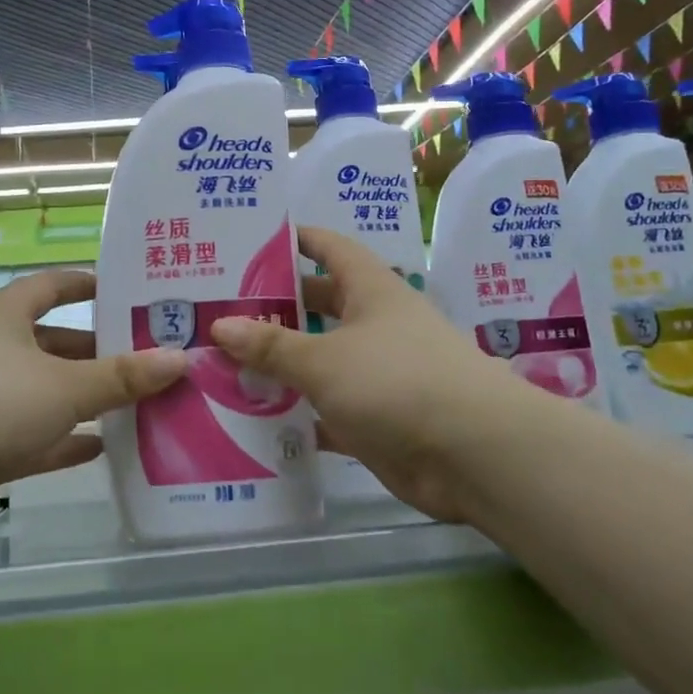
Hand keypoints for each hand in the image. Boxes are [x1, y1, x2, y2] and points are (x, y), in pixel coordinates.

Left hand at [0, 269, 185, 545]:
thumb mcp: (65, 386)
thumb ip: (122, 376)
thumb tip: (180, 358)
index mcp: (3, 317)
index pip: (49, 286)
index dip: (84, 283)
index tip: (123, 288)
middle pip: (52, 343)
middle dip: (96, 351)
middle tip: (147, 357)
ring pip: (43, 391)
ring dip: (84, 398)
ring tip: (136, 402)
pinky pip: (31, 435)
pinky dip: (62, 439)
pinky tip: (100, 448)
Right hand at [210, 226, 514, 522]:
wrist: (474, 454)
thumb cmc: (397, 381)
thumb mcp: (324, 359)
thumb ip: (271, 345)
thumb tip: (218, 325)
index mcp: (370, 289)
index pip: (328, 247)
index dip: (294, 240)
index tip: (249, 240)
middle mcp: (375, 324)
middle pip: (318, 305)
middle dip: (275, 307)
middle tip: (218, 309)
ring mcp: (378, 373)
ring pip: (320, 360)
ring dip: (281, 364)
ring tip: (222, 363)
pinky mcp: (377, 418)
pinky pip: (326, 409)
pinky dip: (297, 413)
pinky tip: (255, 419)